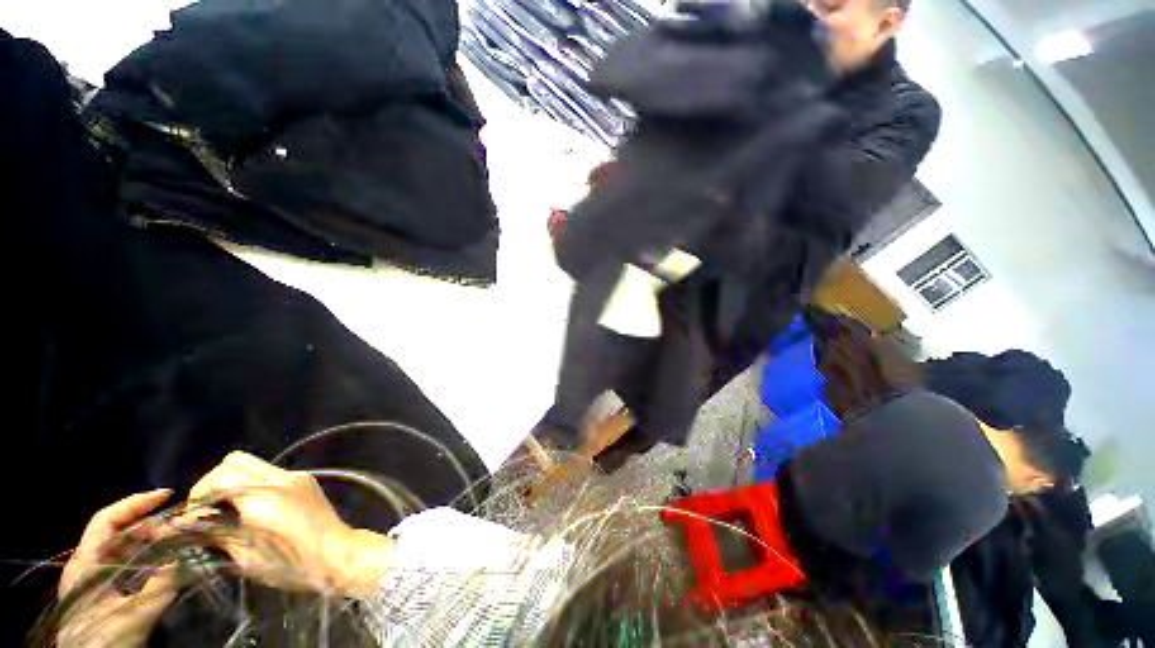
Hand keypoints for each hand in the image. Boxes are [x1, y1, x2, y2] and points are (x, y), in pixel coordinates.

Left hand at [57, 490, 177, 647]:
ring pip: (123, 550)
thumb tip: (185, 556)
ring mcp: (92, 581)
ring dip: (150, 542)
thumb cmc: (105, 640)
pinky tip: (164, 564)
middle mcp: (86, 565)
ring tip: (178, 541)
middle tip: (181, 525)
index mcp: (85, 563)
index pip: (107, 520)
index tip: (167, 495)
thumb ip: (160, 586)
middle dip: (150, 526)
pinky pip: (126, 567)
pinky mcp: (102, 594)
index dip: (135, 504)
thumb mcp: (134, 616)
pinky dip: (146, 559)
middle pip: (118, 534)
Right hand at [189, 451, 393, 596]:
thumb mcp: (244, 555)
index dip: (199, 493)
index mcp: (263, 497)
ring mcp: (296, 477)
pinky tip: (254, 508)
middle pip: (237, 461)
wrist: (337, 554)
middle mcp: (280, 479)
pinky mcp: (306, 480)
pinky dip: (254, 485)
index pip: (220, 475)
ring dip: (235, 481)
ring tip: (230, 510)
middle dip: (215, 481)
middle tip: (209, 508)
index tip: (193, 516)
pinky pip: (272, 473)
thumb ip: (215, 533)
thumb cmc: (290, 564)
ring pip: (255, 464)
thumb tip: (184, 524)